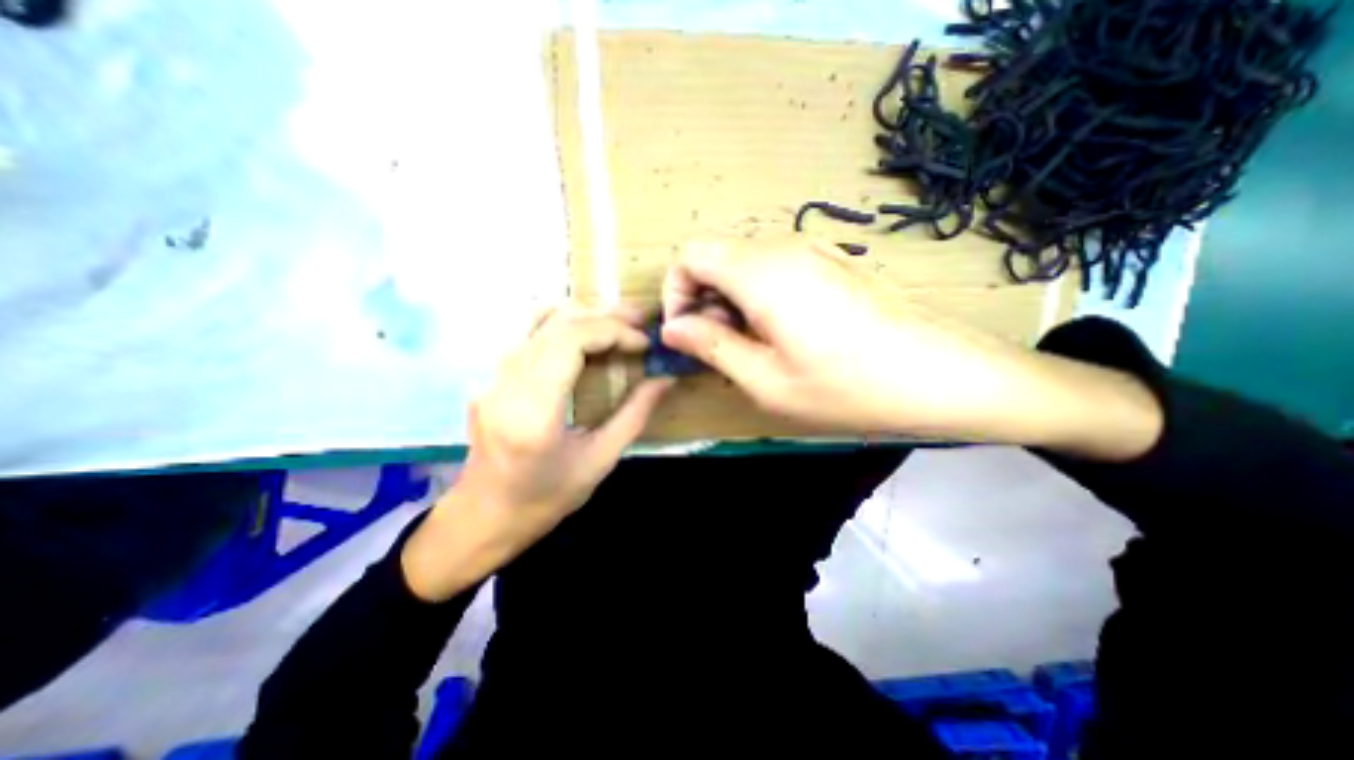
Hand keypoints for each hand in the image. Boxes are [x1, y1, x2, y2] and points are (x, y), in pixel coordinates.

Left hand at [402, 307, 676, 603]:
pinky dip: (562, 322)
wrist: (484, 516)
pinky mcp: (491, 376)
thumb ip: (635, 415)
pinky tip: (584, 331)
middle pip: (556, 323)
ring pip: (537, 318)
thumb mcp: (600, 461)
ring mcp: (491, 376)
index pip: (570, 342)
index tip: (643, 343)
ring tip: (618, 320)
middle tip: (641, 319)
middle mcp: (505, 383)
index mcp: (533, 411)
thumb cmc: (545, 498)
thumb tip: (665, 379)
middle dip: (605, 316)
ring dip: (583, 312)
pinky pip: (527, 331)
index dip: (612, 331)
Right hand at [663, 237, 1008, 433]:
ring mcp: (810, 251)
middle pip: (715, 257)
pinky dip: (757, 298)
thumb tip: (673, 328)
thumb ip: (712, 347)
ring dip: (730, 302)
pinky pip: (771, 270)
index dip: (676, 291)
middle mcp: (782, 248)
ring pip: (742, 264)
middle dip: (703, 300)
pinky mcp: (828, 261)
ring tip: (752, 348)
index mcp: (761, 273)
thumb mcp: (767, 381)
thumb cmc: (848, 386)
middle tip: (720, 349)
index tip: (688, 333)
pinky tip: (781, 334)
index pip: (690, 254)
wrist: (939, 373)